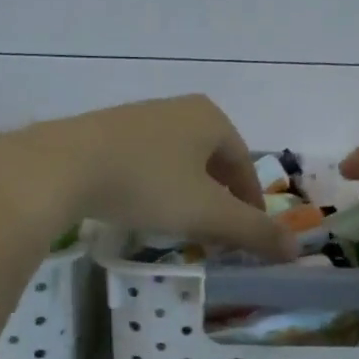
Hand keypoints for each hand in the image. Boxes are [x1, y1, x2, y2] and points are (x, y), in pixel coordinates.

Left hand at [0, 95, 297, 259]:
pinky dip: (154, 186)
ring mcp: (139, 117)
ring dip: (186, 193)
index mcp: (210, 119)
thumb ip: (253, 232)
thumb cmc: (147, 184)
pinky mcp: (105, 131)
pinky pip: (145, 161)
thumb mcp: (206, 213)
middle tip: (216, 233)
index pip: (244, 165)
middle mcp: (178, 109)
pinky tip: (141, 208)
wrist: (62, 166)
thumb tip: (296, 249)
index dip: (251, 202)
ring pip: (177, 161)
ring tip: (179, 225)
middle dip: (218, 198)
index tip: (249, 233)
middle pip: (211, 161)